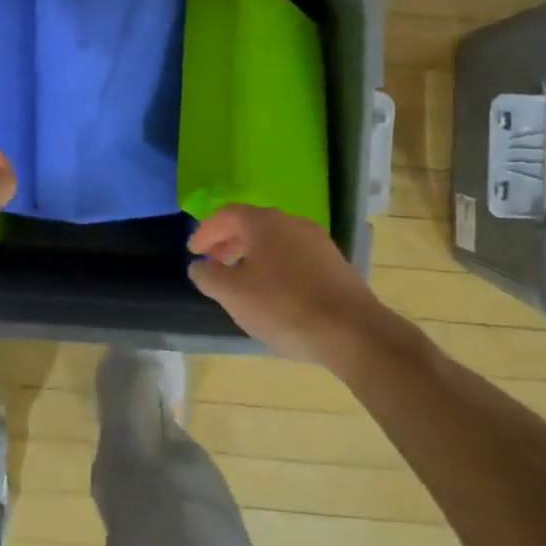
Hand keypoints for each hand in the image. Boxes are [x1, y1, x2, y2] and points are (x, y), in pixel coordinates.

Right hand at [188, 205, 388, 363]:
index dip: (206, 231)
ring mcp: (318, 242)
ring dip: (254, 255)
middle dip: (230, 242)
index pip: (227, 214)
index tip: (194, 251)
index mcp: (264, 223)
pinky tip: (275, 293)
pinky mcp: (335, 264)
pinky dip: (277, 266)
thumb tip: (199, 265)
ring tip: (243, 281)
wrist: (351, 331)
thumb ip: (208, 276)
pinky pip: (296, 256)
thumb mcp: (233, 294)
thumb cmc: (283, 306)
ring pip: (276, 241)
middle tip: (215, 263)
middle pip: (253, 225)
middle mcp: (292, 223)